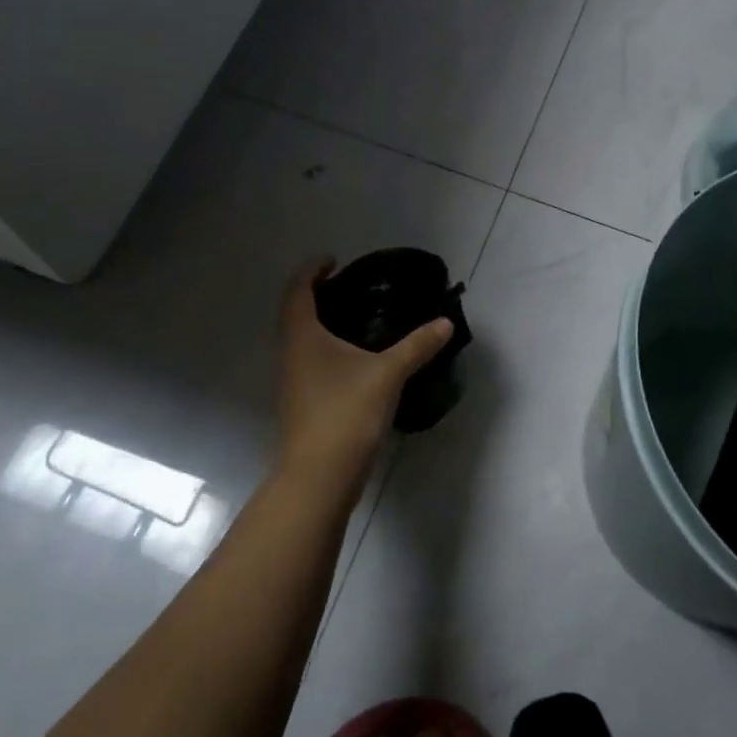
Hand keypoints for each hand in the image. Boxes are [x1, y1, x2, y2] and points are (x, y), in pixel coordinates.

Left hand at [275, 259, 452, 489]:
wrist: (320, 476)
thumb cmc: (346, 412)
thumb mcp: (388, 374)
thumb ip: (417, 346)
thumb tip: (445, 323)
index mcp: (303, 336)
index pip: (298, 290)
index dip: (312, 270)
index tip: (333, 260)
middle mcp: (291, 353)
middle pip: (296, 313)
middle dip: (318, 295)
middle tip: (349, 287)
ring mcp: (294, 381)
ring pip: (303, 340)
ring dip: (322, 323)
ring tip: (356, 318)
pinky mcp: (303, 403)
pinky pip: (311, 361)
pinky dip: (327, 348)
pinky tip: (355, 359)